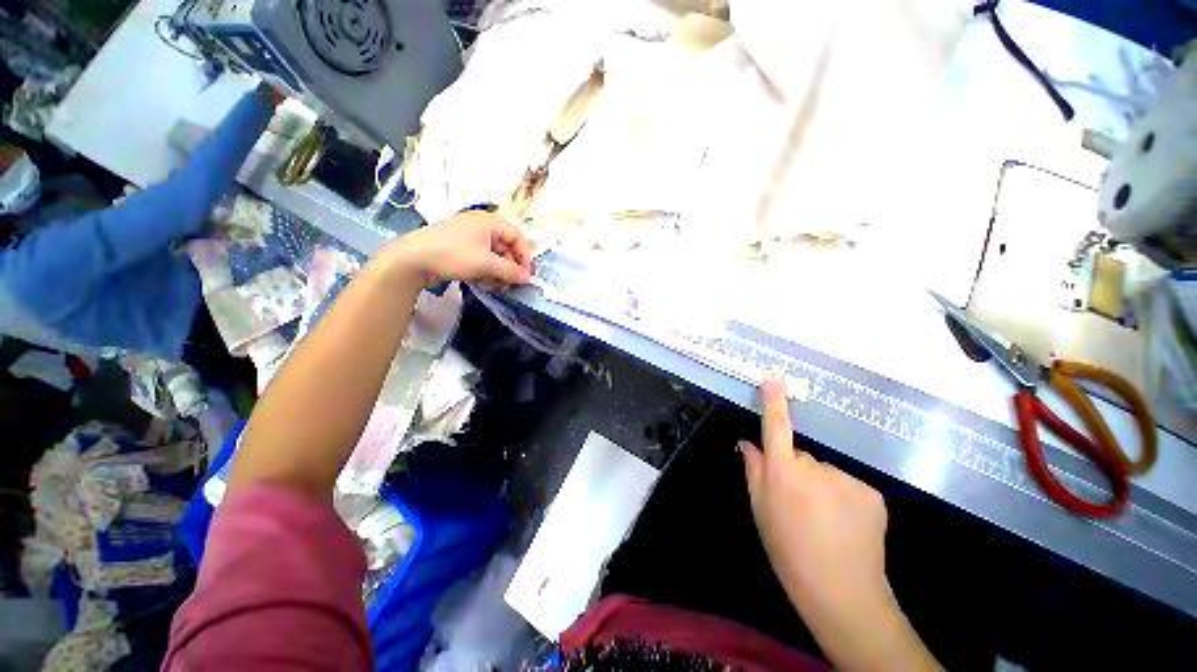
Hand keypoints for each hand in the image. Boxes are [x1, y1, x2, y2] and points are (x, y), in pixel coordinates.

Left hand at [387, 211, 532, 287]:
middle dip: (510, 267)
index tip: (525, 275)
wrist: (412, 260)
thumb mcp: (486, 264)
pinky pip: (481, 259)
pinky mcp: (459, 249)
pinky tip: (483, 283)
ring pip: (494, 255)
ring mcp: (469, 237)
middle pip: (506, 247)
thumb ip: (510, 271)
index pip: (517, 236)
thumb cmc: (452, 255)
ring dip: (499, 272)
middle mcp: (480, 226)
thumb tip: (528, 278)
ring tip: (496, 286)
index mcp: (488, 222)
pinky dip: (486, 271)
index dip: (524, 256)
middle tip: (510, 284)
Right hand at [739, 373, 890, 616]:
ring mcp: (848, 479)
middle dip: (797, 471)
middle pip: (802, 456)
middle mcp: (816, 468)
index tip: (774, 375)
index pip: (776, 427)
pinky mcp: (873, 492)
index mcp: (783, 473)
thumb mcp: (759, 510)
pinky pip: (849, 484)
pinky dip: (844, 497)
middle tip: (798, 504)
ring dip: (822, 486)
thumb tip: (748, 442)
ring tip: (824, 519)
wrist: (841, 592)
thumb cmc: (788, 550)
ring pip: (826, 471)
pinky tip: (844, 523)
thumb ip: (753, 469)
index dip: (775, 400)